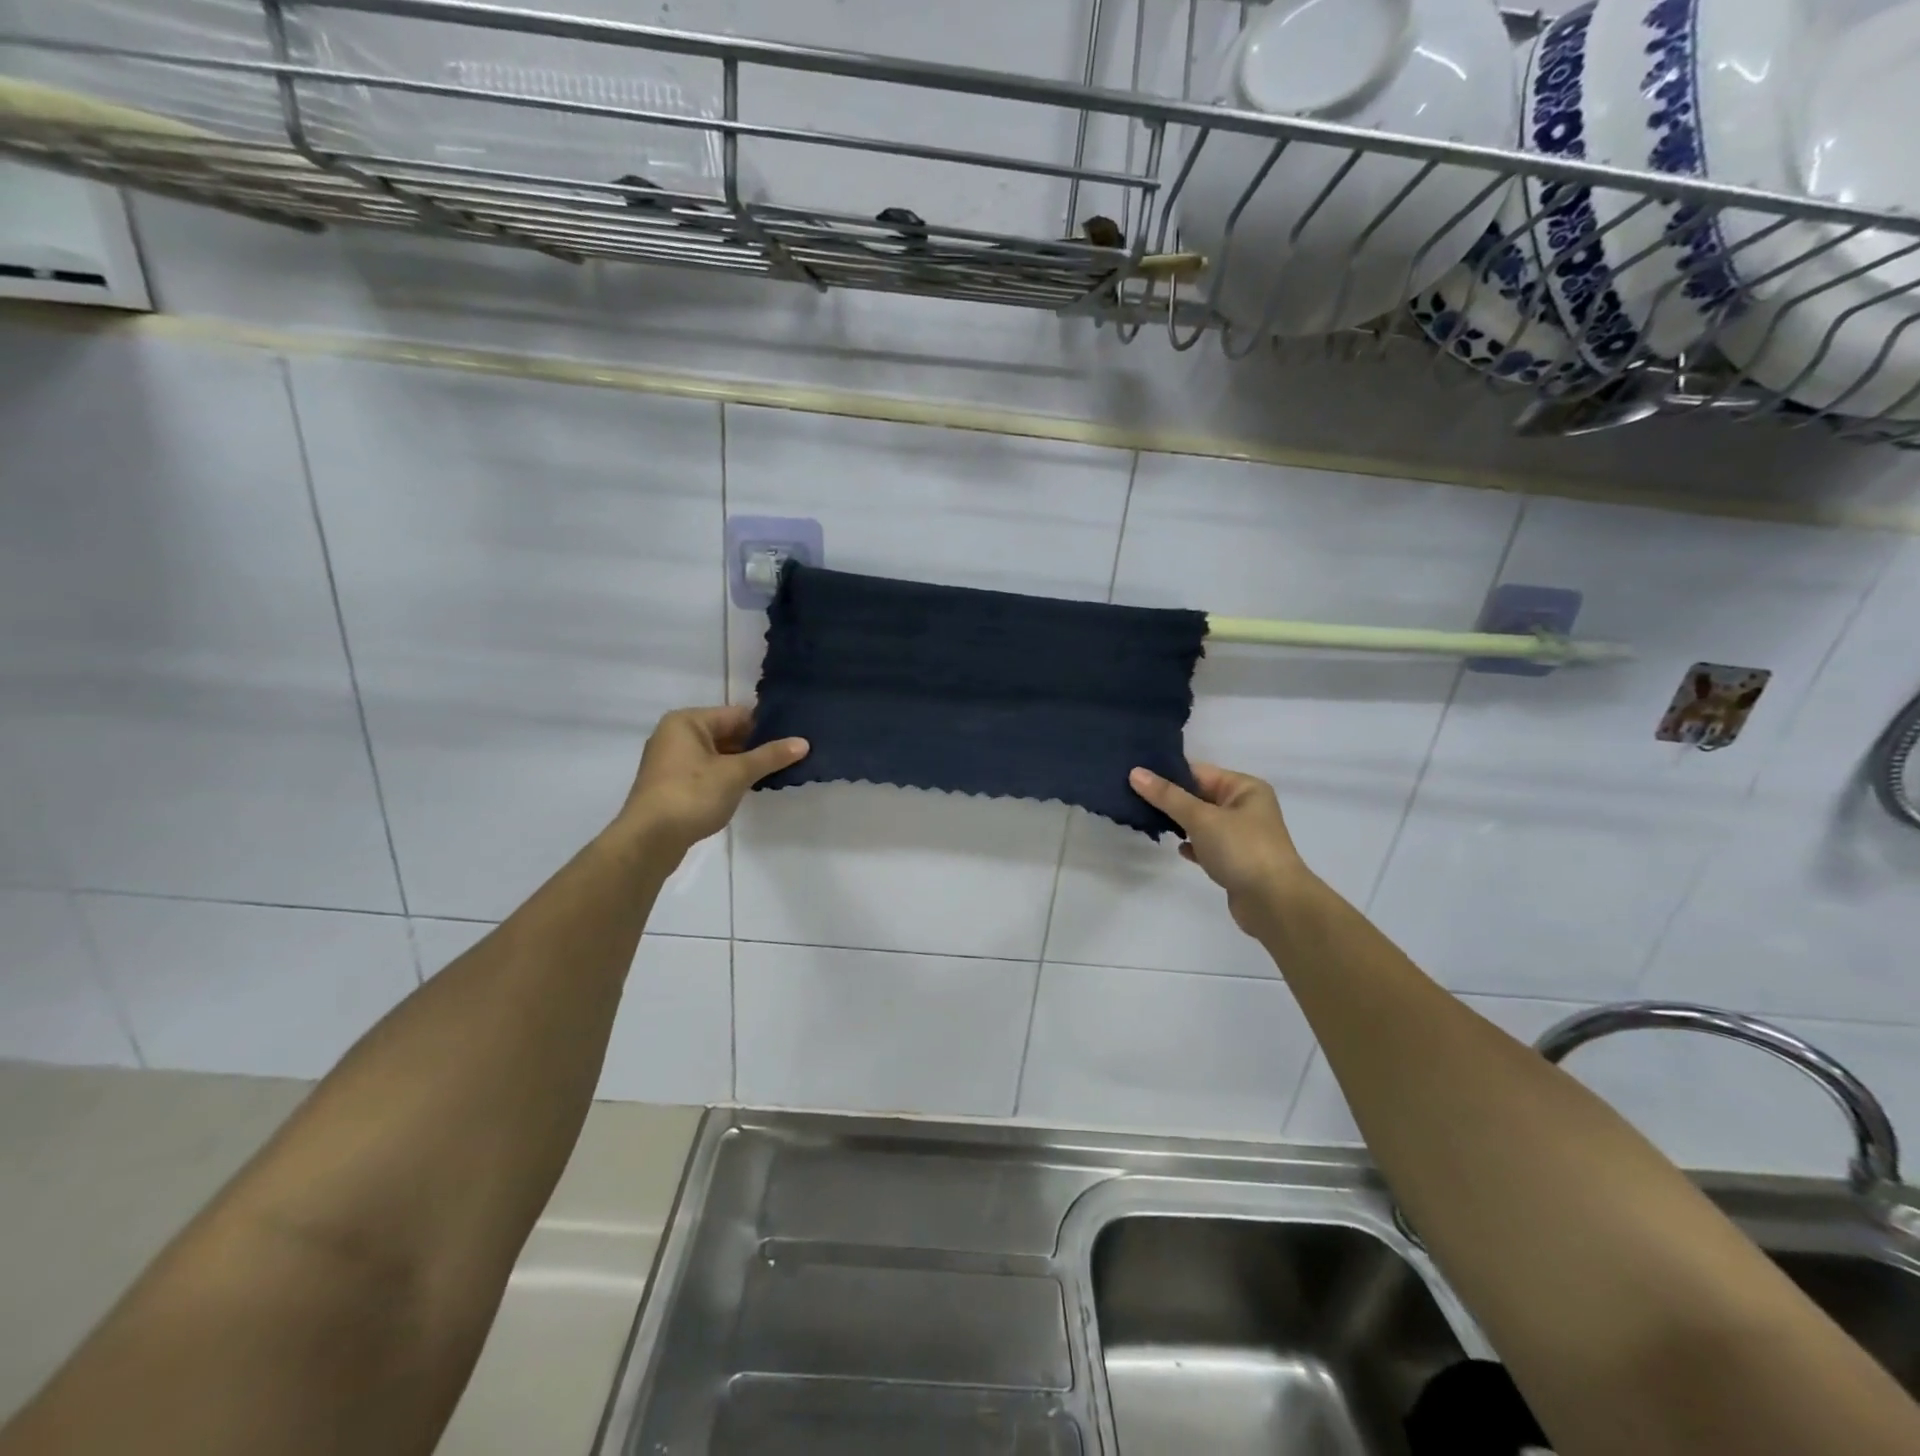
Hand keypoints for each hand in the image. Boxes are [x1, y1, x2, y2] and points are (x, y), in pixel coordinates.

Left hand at [616, 706, 807, 854]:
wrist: (648, 840)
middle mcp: (676, 734)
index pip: (737, 715)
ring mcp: (671, 761)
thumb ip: (770, 756)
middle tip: (792, 756)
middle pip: (727, 733)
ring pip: (718, 754)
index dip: (767, 726)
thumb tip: (804, 742)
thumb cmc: (691, 795)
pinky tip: (750, 788)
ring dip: (744, 764)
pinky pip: (708, 771)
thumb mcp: (736, 773)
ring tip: (777, 772)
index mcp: (687, 721)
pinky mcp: (672, 784)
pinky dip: (728, 777)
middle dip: (757, 746)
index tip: (795, 738)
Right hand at [1130, 762, 1310, 936]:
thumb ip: (1167, 796)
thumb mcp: (1201, 818)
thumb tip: (1135, 772)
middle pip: (1199, 796)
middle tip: (1132, 798)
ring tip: (1146, 821)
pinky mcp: (1236, 860)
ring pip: (1202, 822)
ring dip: (1179, 823)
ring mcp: (1242, 835)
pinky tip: (1178, 849)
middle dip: (1170, 800)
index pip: (1199, 772)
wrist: (1274, 903)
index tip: (1135, 776)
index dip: (1168, 774)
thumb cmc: (1241, 849)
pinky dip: (1192, 845)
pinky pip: (1207, 845)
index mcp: (1245, 788)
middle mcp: (1246, 807)